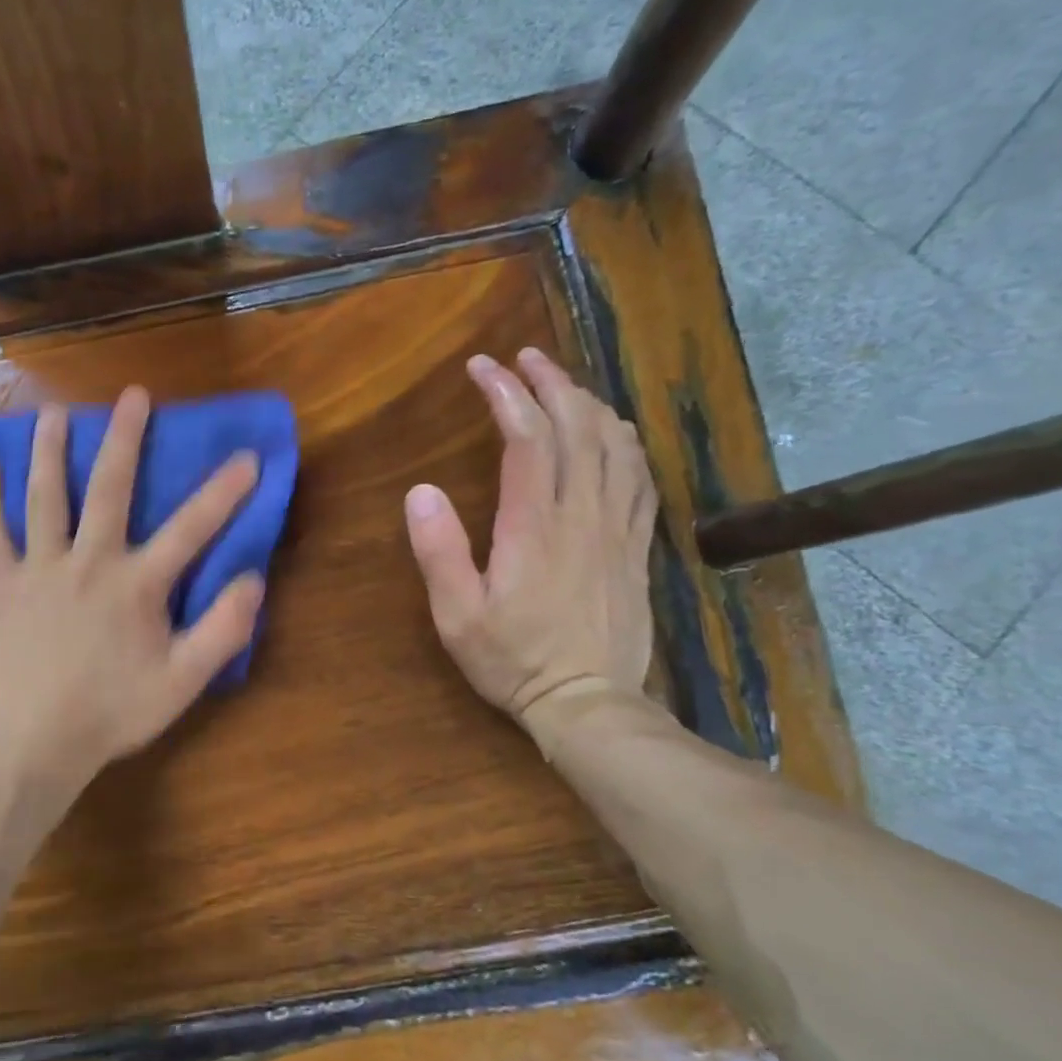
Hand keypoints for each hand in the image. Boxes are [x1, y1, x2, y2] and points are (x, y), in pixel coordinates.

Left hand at [0, 387, 265, 801]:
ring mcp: (42, 570)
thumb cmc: (114, 711)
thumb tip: (252, 581)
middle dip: (125, 439)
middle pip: (109, 489)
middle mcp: (89, 562)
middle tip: (132, 396)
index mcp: (136, 584)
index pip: (190, 529)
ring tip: (53, 414)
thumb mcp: (183, 683)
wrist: (38, 741)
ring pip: (45, 498)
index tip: (247, 457)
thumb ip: (221, 632)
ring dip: (49, 452)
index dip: (223, 493)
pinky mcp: (6, 587)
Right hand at [404, 348, 655, 735]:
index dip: (506, 394)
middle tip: (523, 358)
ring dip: (588, 403)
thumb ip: (438, 552)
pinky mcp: (636, 546)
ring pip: (616, 445)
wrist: (588, 702)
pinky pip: (641, 478)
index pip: (527, 439)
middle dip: (550, 382)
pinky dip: (625, 442)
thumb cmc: (513, 660)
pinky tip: (613, 433)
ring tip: (563, 384)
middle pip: (578, 428)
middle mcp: (583, 515)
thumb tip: (420, 492)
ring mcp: (617, 529)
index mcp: (534, 527)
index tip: (482, 367)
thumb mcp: (456, 616)